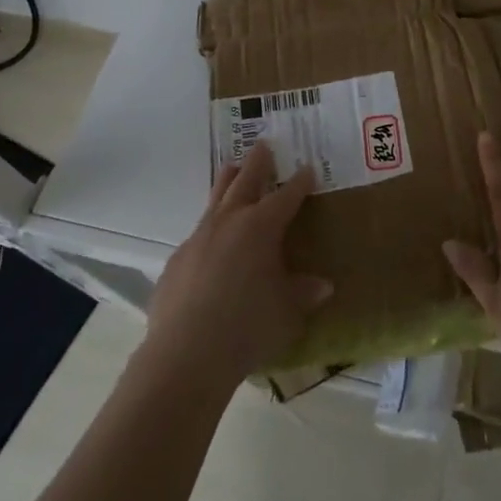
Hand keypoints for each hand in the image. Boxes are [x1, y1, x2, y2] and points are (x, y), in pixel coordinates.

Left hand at [144, 142, 332, 384]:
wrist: (186, 355)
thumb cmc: (248, 326)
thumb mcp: (287, 311)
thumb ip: (304, 292)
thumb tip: (323, 285)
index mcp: (260, 227)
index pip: (286, 196)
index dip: (299, 182)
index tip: (307, 168)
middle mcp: (229, 222)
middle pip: (245, 181)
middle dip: (257, 163)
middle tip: (263, 145)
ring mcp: (198, 238)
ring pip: (215, 198)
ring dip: (227, 181)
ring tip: (231, 168)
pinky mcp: (177, 260)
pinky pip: (197, 235)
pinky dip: (209, 230)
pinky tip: (210, 244)